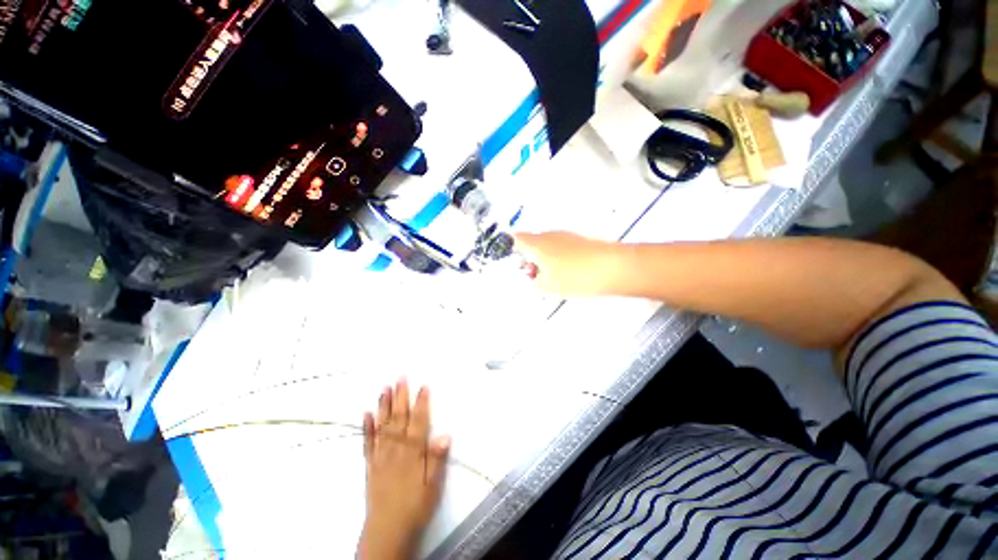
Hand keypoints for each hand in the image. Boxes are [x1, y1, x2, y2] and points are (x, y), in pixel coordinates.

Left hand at [359, 379, 450, 559]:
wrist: (388, 530)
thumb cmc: (415, 506)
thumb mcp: (433, 485)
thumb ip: (436, 459)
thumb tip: (445, 434)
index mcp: (413, 452)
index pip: (419, 421)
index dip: (422, 403)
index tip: (423, 385)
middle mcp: (396, 449)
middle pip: (399, 418)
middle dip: (401, 396)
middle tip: (400, 377)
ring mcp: (381, 455)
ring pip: (383, 425)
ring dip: (384, 405)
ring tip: (385, 388)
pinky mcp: (370, 464)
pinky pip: (368, 442)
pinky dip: (367, 427)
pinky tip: (366, 413)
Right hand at [515, 232, 625, 296]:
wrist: (613, 269)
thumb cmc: (579, 276)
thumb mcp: (547, 286)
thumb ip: (532, 281)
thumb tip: (531, 276)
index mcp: (537, 244)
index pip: (513, 238)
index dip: (507, 247)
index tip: (506, 256)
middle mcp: (549, 235)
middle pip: (530, 242)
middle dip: (528, 258)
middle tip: (532, 274)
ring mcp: (564, 235)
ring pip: (546, 245)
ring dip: (544, 258)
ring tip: (552, 277)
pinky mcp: (577, 239)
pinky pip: (560, 247)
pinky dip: (558, 258)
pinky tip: (567, 272)